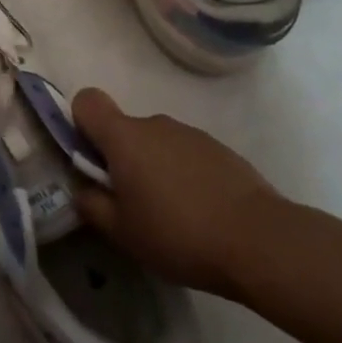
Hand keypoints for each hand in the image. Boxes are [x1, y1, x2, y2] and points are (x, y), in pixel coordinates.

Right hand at [71, 88, 287, 299]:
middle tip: (132, 204)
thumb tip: (83, 190)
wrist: (261, 241)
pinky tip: (202, 214)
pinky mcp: (220, 150)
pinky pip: (187, 155)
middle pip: (124, 129)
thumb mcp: (122, 232)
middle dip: (121, 159)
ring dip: (155, 169)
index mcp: (124, 137)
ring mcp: (191, 134)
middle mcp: (155, 123)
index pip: (87, 101)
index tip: (90, 160)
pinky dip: (185, 176)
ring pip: (157, 144)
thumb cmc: (179, 234)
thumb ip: (92, 205)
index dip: (80, 123)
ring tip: (172, 216)